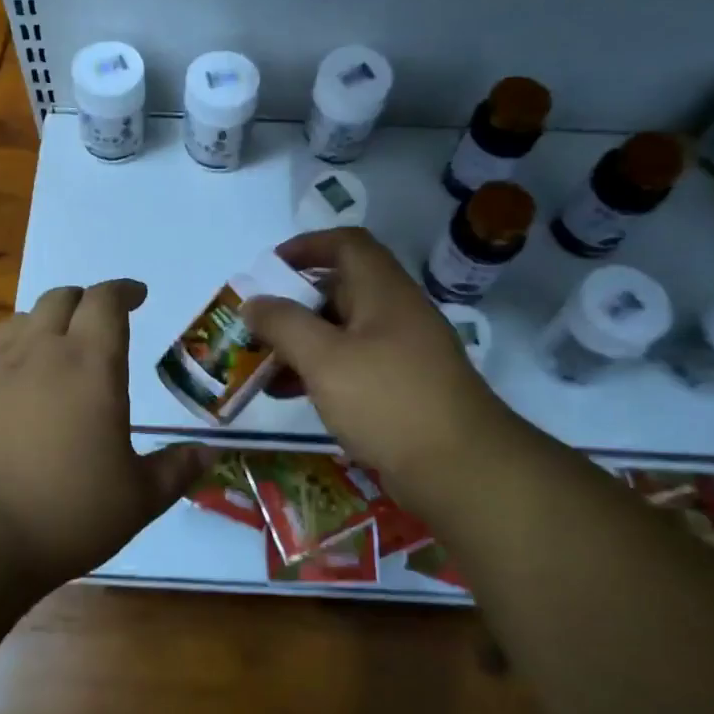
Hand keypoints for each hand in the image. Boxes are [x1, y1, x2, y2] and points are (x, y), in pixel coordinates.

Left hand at [0, 280, 210, 585]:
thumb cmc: (66, 511)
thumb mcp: (137, 499)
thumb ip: (176, 470)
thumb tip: (210, 455)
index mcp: (91, 364)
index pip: (106, 301)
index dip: (124, 291)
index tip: (138, 295)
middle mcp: (41, 351)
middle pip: (60, 298)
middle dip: (85, 300)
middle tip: (101, 320)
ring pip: (22, 319)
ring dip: (46, 321)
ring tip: (58, 344)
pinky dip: (11, 351)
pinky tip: (14, 381)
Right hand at [242, 228, 506, 503]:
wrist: (460, 469)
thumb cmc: (388, 400)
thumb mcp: (325, 359)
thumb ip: (284, 325)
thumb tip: (254, 302)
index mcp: (384, 291)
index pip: (346, 244)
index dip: (306, 246)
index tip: (268, 269)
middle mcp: (395, 314)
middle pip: (339, 291)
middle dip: (293, 305)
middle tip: (256, 326)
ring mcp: (402, 353)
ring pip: (342, 333)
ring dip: (301, 344)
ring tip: (262, 367)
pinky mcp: (402, 389)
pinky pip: (352, 367)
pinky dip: (320, 372)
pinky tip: (291, 396)